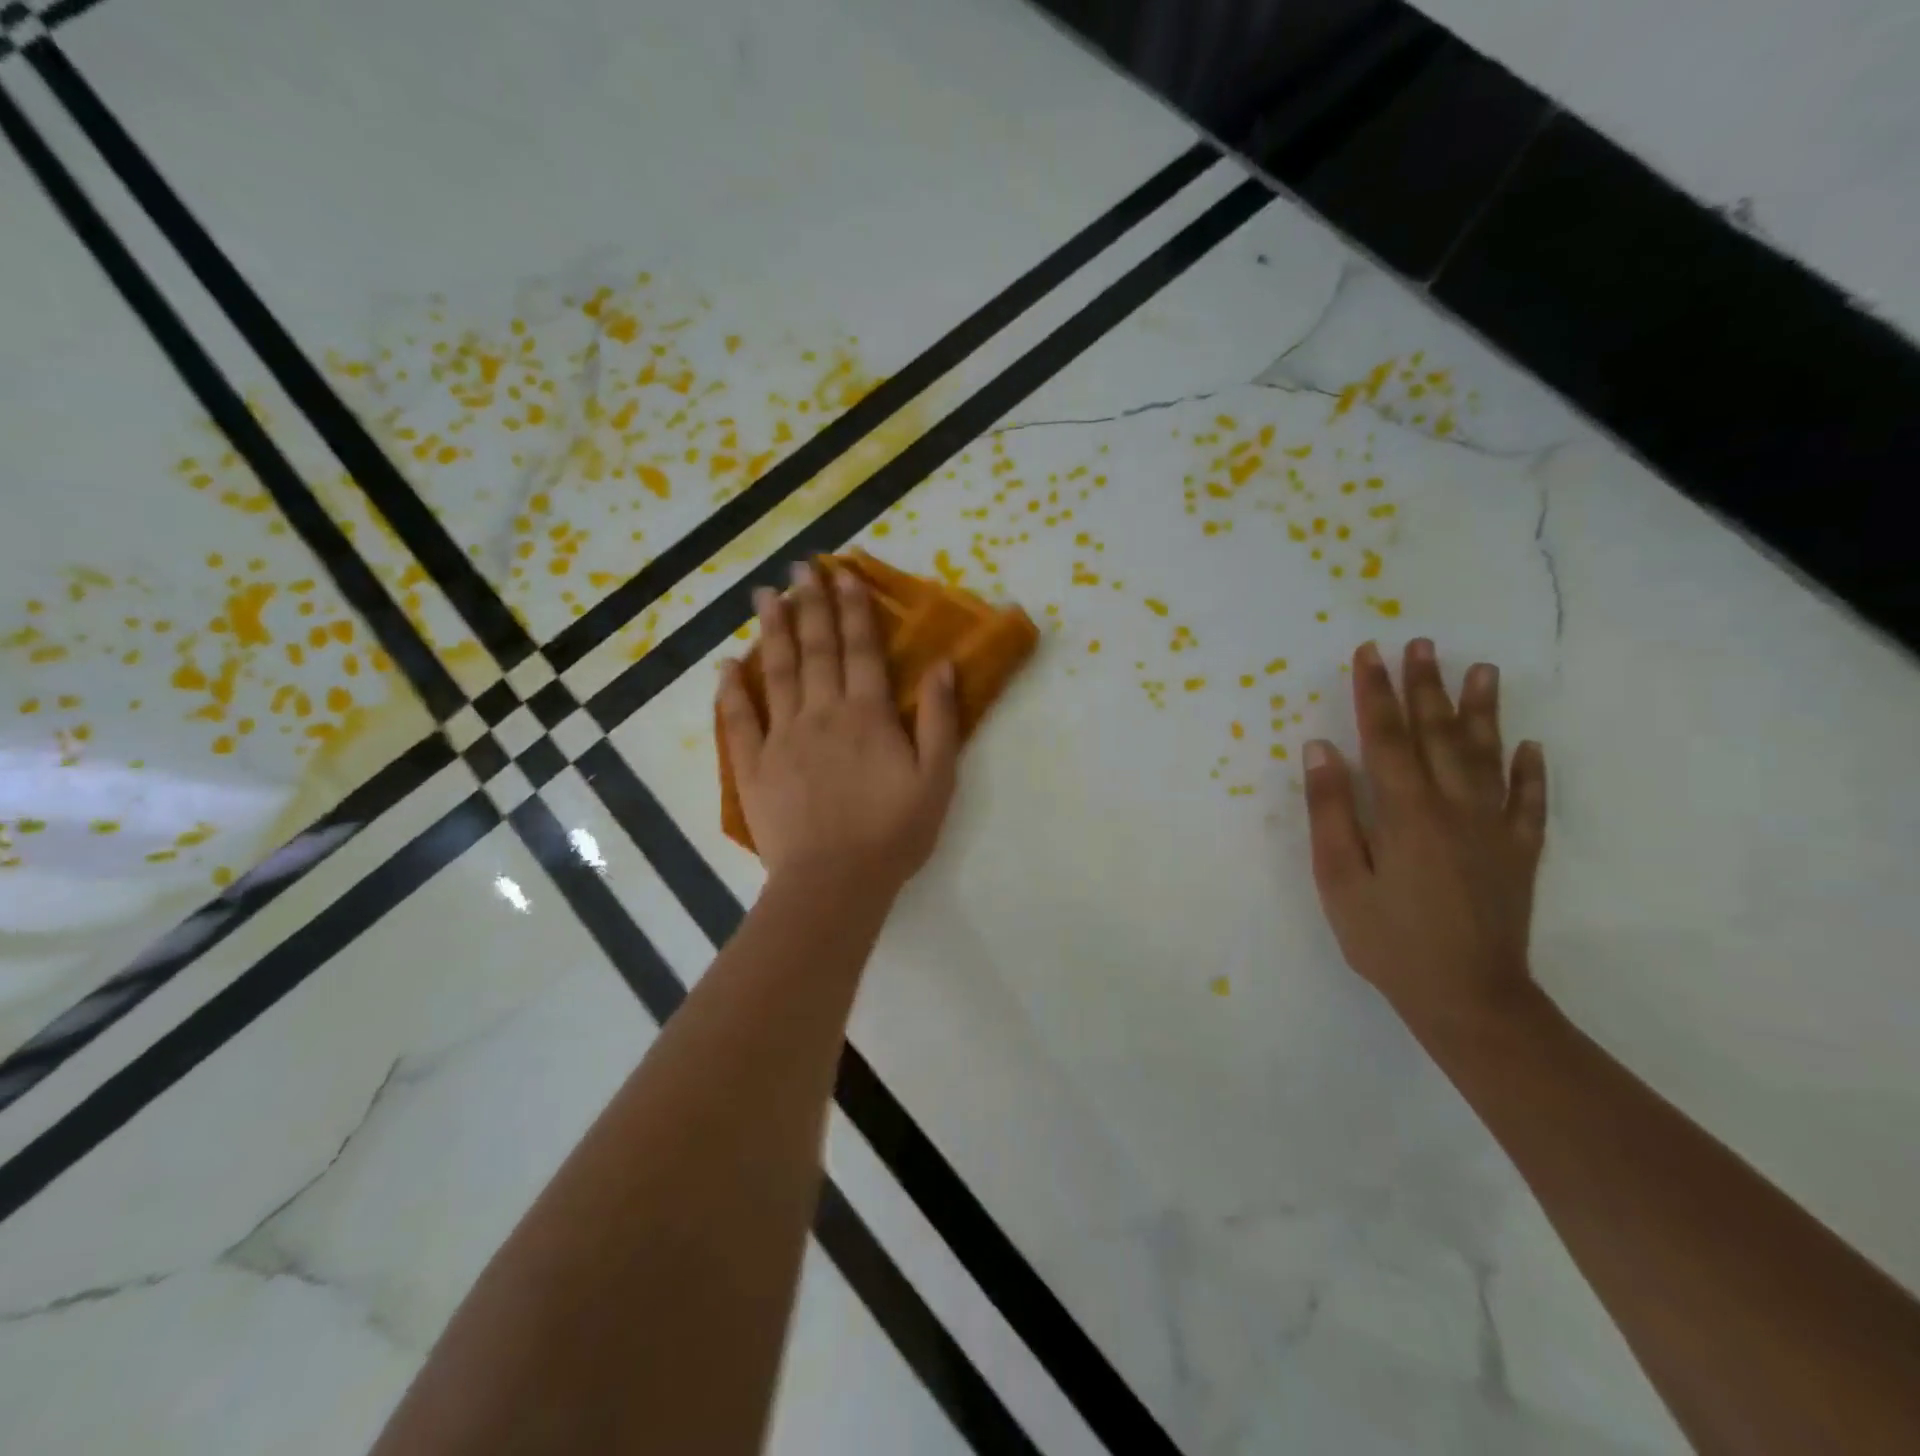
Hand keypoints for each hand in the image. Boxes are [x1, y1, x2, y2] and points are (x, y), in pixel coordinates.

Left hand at [718, 562, 959, 900]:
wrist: (835, 882)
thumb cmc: (893, 833)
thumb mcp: (937, 779)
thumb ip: (940, 720)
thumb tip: (942, 666)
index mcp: (867, 715)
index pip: (860, 649)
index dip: (853, 609)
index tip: (843, 575)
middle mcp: (821, 714)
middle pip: (815, 649)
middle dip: (809, 604)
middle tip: (799, 568)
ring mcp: (781, 738)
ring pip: (775, 672)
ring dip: (771, 631)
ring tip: (763, 595)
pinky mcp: (753, 766)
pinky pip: (738, 720)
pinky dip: (730, 690)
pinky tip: (726, 665)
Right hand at [1303, 639, 1548, 1037]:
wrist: (1468, 998)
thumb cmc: (1387, 939)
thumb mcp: (1338, 878)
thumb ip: (1330, 811)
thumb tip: (1320, 749)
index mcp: (1405, 812)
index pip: (1386, 737)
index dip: (1376, 692)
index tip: (1370, 652)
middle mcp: (1455, 807)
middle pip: (1438, 734)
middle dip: (1426, 686)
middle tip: (1422, 644)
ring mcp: (1494, 829)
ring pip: (1487, 756)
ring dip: (1482, 711)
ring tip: (1483, 670)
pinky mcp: (1519, 854)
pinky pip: (1529, 802)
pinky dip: (1530, 771)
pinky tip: (1530, 747)